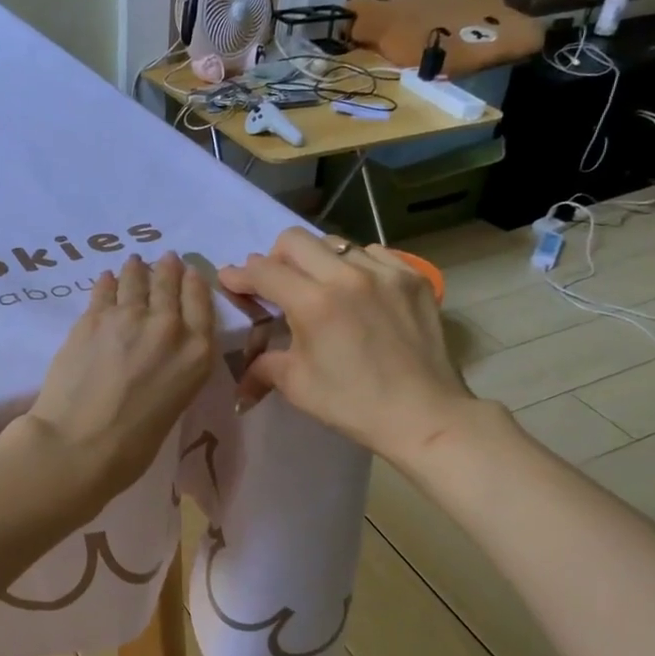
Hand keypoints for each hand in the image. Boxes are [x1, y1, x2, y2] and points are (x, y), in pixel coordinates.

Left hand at [17, 253, 215, 502]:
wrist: (79, 444)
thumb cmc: (133, 444)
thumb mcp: (175, 402)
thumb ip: (175, 368)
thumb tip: (159, 353)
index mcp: (197, 353)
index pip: (200, 303)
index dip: (194, 283)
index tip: (190, 271)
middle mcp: (168, 327)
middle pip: (169, 285)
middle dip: (168, 269)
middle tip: (165, 258)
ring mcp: (127, 317)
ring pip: (136, 280)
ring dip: (137, 270)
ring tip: (135, 262)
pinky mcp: (92, 318)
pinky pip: (104, 290)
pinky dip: (108, 282)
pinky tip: (108, 277)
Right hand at [220, 228, 480, 459]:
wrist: (424, 415)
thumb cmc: (353, 404)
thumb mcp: (297, 385)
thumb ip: (263, 364)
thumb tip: (242, 369)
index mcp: (313, 303)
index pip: (264, 271)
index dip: (240, 274)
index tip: (230, 280)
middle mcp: (347, 276)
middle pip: (296, 240)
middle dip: (275, 257)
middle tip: (276, 283)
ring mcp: (385, 272)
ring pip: (336, 244)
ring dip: (317, 261)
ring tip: (319, 287)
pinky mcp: (412, 277)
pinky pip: (374, 254)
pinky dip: (356, 266)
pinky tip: (357, 290)